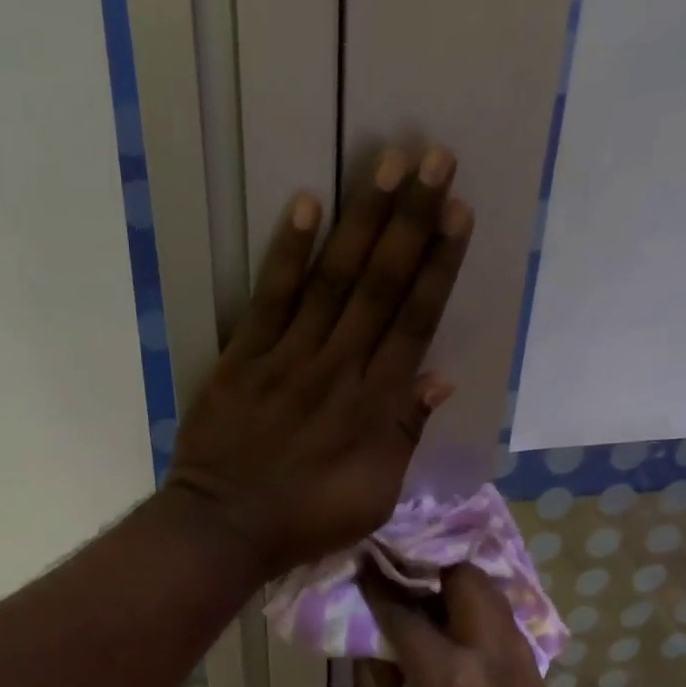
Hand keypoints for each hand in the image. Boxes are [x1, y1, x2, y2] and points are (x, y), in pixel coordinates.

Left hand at [167, 145, 472, 575]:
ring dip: (362, 220)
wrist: (226, 528)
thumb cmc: (305, 520)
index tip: (459, 213)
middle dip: (411, 220)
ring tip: (387, 161)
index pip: (415, 322)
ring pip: (333, 280)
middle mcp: (338, 370)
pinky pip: (269, 298)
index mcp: (374, 406)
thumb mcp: (374, 496)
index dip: (439, 266)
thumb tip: (439, 378)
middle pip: (381, 286)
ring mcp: (288, 359)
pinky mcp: (242, 359)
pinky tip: (306, 204)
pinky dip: (287, 253)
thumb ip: (405, 436)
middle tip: (435, 158)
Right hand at [356, 564, 553, 686]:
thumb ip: (374, 675)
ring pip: (494, 598)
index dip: (380, 589)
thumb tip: (367, 633)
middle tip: (408, 576)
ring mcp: (522, 662)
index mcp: (447, 672)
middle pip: (468, 580)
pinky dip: (480, 618)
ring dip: (461, 590)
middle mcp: (491, 654)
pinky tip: (460, 636)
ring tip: (433, 599)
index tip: (365, 568)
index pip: (407, 613)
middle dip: (435, 569)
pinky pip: (506, 627)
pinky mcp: (536, 676)